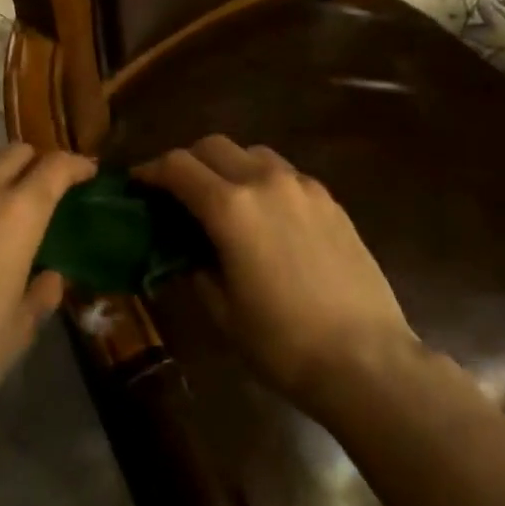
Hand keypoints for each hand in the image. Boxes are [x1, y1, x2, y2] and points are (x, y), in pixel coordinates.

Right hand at [135, 136, 418, 415]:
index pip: (178, 166)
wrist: (366, 359)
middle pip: (213, 146)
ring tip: (224, 200)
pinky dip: (263, 181)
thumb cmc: (282, 342)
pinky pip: (285, 174)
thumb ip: (196, 268)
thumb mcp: (222, 311)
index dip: (151, 171)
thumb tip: (187, 251)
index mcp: (230, 207)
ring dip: (228, 165)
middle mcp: (265, 181)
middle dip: (188, 162)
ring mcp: (303, 186)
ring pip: (252, 153)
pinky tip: (266, 217)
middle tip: (177, 191)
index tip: (138, 184)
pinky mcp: (330, 200)